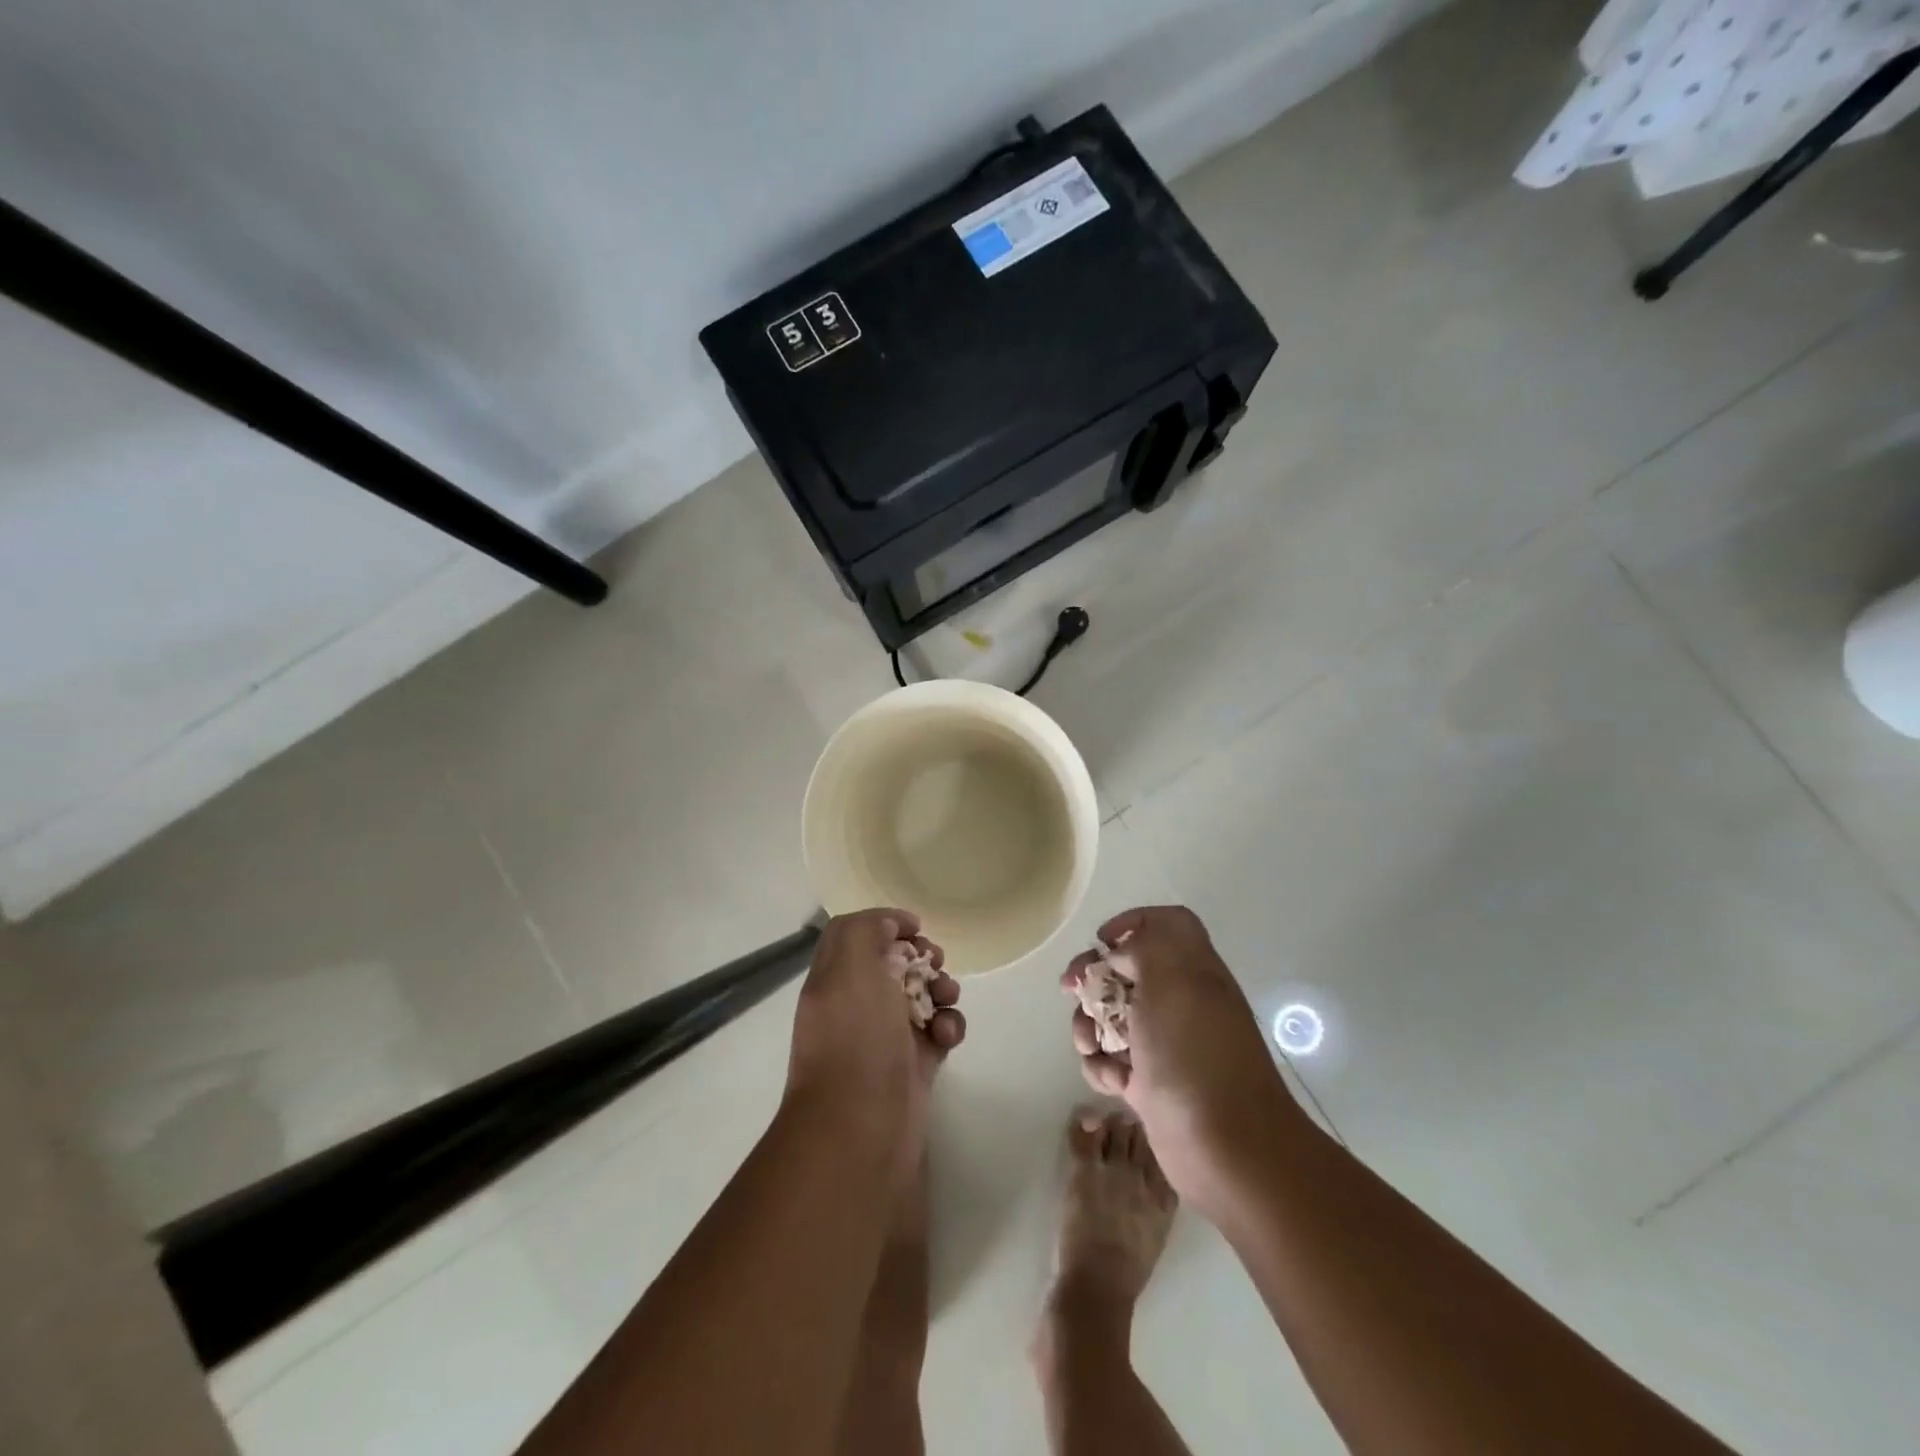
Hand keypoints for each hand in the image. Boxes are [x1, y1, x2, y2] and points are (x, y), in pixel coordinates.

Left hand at [786, 908, 965, 1178]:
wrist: (861, 1130)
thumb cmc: (856, 1040)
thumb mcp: (851, 969)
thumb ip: (866, 931)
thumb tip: (890, 927)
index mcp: (834, 979)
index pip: (857, 934)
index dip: (886, 923)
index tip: (916, 928)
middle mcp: (857, 1004)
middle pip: (895, 963)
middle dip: (922, 957)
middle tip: (935, 963)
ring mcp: (886, 1036)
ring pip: (922, 995)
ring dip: (942, 989)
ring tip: (947, 1001)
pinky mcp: (914, 1065)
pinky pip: (938, 1032)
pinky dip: (948, 1027)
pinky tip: (947, 1037)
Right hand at [1062, 906, 1298, 1212]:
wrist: (1227, 1149)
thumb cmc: (1194, 1054)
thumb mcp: (1171, 980)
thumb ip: (1145, 946)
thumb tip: (1121, 952)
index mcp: (1193, 969)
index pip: (1168, 924)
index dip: (1134, 922)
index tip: (1103, 941)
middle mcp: (1180, 1001)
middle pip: (1127, 969)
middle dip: (1093, 977)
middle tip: (1072, 989)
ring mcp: (1165, 1044)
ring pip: (1112, 1017)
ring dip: (1089, 1025)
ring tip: (1091, 1046)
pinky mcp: (1151, 1084)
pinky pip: (1113, 1061)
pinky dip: (1103, 1067)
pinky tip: (1111, 1082)